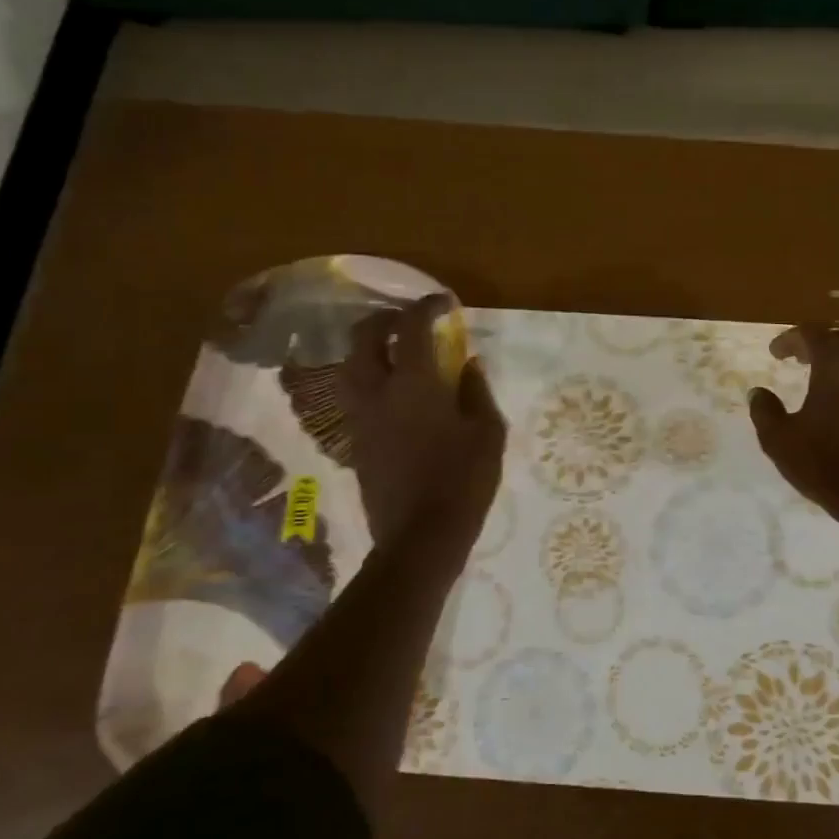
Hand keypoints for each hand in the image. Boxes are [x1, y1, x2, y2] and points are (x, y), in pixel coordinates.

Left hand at [344, 295, 506, 552]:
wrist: (420, 536)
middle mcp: (377, 391)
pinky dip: (369, 377)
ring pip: (350, 365)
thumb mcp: (487, 433)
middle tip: (410, 320)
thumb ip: (476, 391)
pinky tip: (392, 390)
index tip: (444, 302)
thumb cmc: (463, 481)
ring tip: (395, 351)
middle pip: (364, 338)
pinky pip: (354, 394)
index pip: (411, 327)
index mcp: (414, 383)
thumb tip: (468, 363)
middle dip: (385, 319)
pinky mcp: (355, 440)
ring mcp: (360, 417)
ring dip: (369, 348)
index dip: (426, 306)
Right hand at [749, 326, 838, 526]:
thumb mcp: (780, 440)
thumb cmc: (827, 464)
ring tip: (827, 375)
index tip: (775, 353)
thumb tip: (759, 393)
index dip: (791, 338)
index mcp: (837, 366)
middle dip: (820, 342)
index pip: (814, 333)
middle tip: (800, 358)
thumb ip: (765, 411)